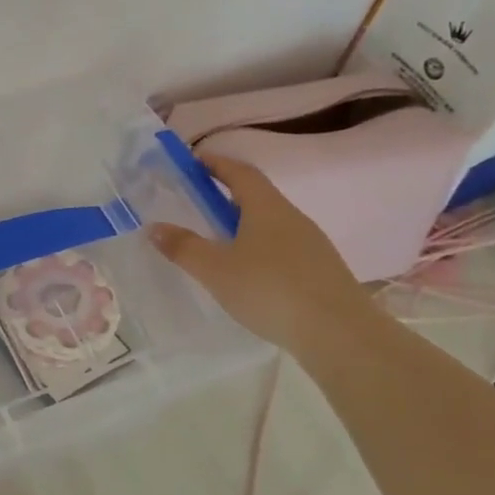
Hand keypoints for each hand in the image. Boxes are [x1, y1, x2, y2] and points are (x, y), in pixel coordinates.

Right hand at [146, 154, 373, 356]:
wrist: (340, 334)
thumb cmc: (270, 290)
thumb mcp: (215, 269)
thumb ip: (183, 247)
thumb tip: (154, 226)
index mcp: (266, 207)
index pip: (240, 172)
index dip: (216, 163)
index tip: (193, 161)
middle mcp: (292, 217)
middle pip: (256, 196)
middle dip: (226, 194)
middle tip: (197, 202)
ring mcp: (311, 244)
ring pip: (270, 223)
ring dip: (243, 223)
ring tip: (218, 240)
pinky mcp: (320, 270)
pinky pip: (282, 247)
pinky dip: (259, 248)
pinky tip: (248, 272)